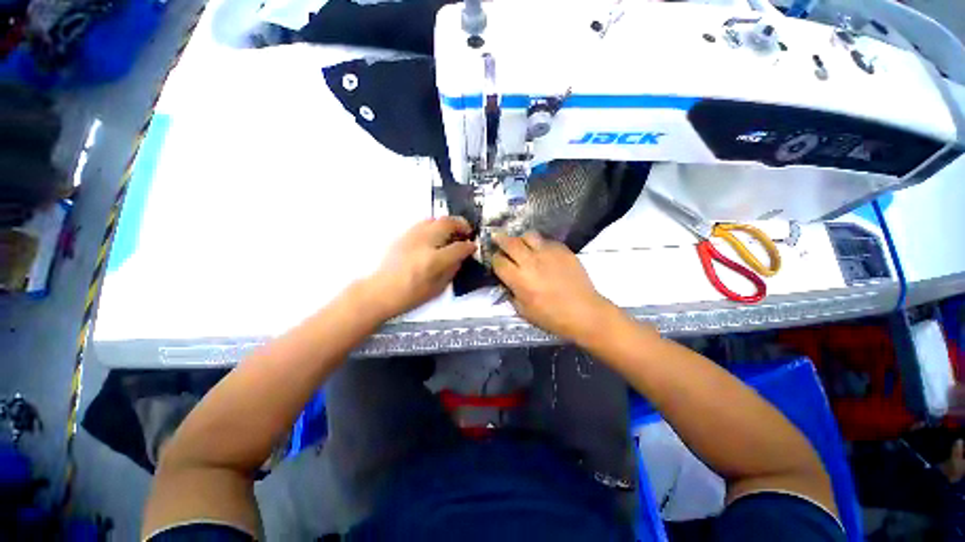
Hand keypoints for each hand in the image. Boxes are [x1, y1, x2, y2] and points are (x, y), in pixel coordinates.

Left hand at [364, 217, 475, 319]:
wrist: (381, 291)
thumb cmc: (411, 295)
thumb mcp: (438, 288)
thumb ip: (452, 270)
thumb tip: (460, 257)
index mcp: (434, 260)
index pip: (459, 247)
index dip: (470, 246)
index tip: (474, 247)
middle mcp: (424, 243)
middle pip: (448, 224)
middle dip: (461, 225)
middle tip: (467, 232)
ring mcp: (412, 236)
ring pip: (435, 219)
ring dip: (448, 223)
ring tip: (453, 232)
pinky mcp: (404, 235)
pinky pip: (423, 223)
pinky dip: (435, 225)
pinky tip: (436, 236)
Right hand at [492, 231, 613, 342]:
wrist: (584, 312)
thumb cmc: (552, 317)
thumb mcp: (524, 311)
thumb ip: (512, 294)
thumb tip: (507, 282)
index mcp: (519, 279)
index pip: (498, 261)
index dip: (494, 260)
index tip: (496, 261)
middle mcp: (531, 261)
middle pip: (509, 243)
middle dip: (500, 239)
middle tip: (497, 237)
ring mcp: (548, 253)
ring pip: (528, 235)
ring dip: (521, 239)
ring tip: (522, 244)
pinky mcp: (563, 250)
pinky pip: (547, 241)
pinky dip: (540, 244)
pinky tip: (543, 253)